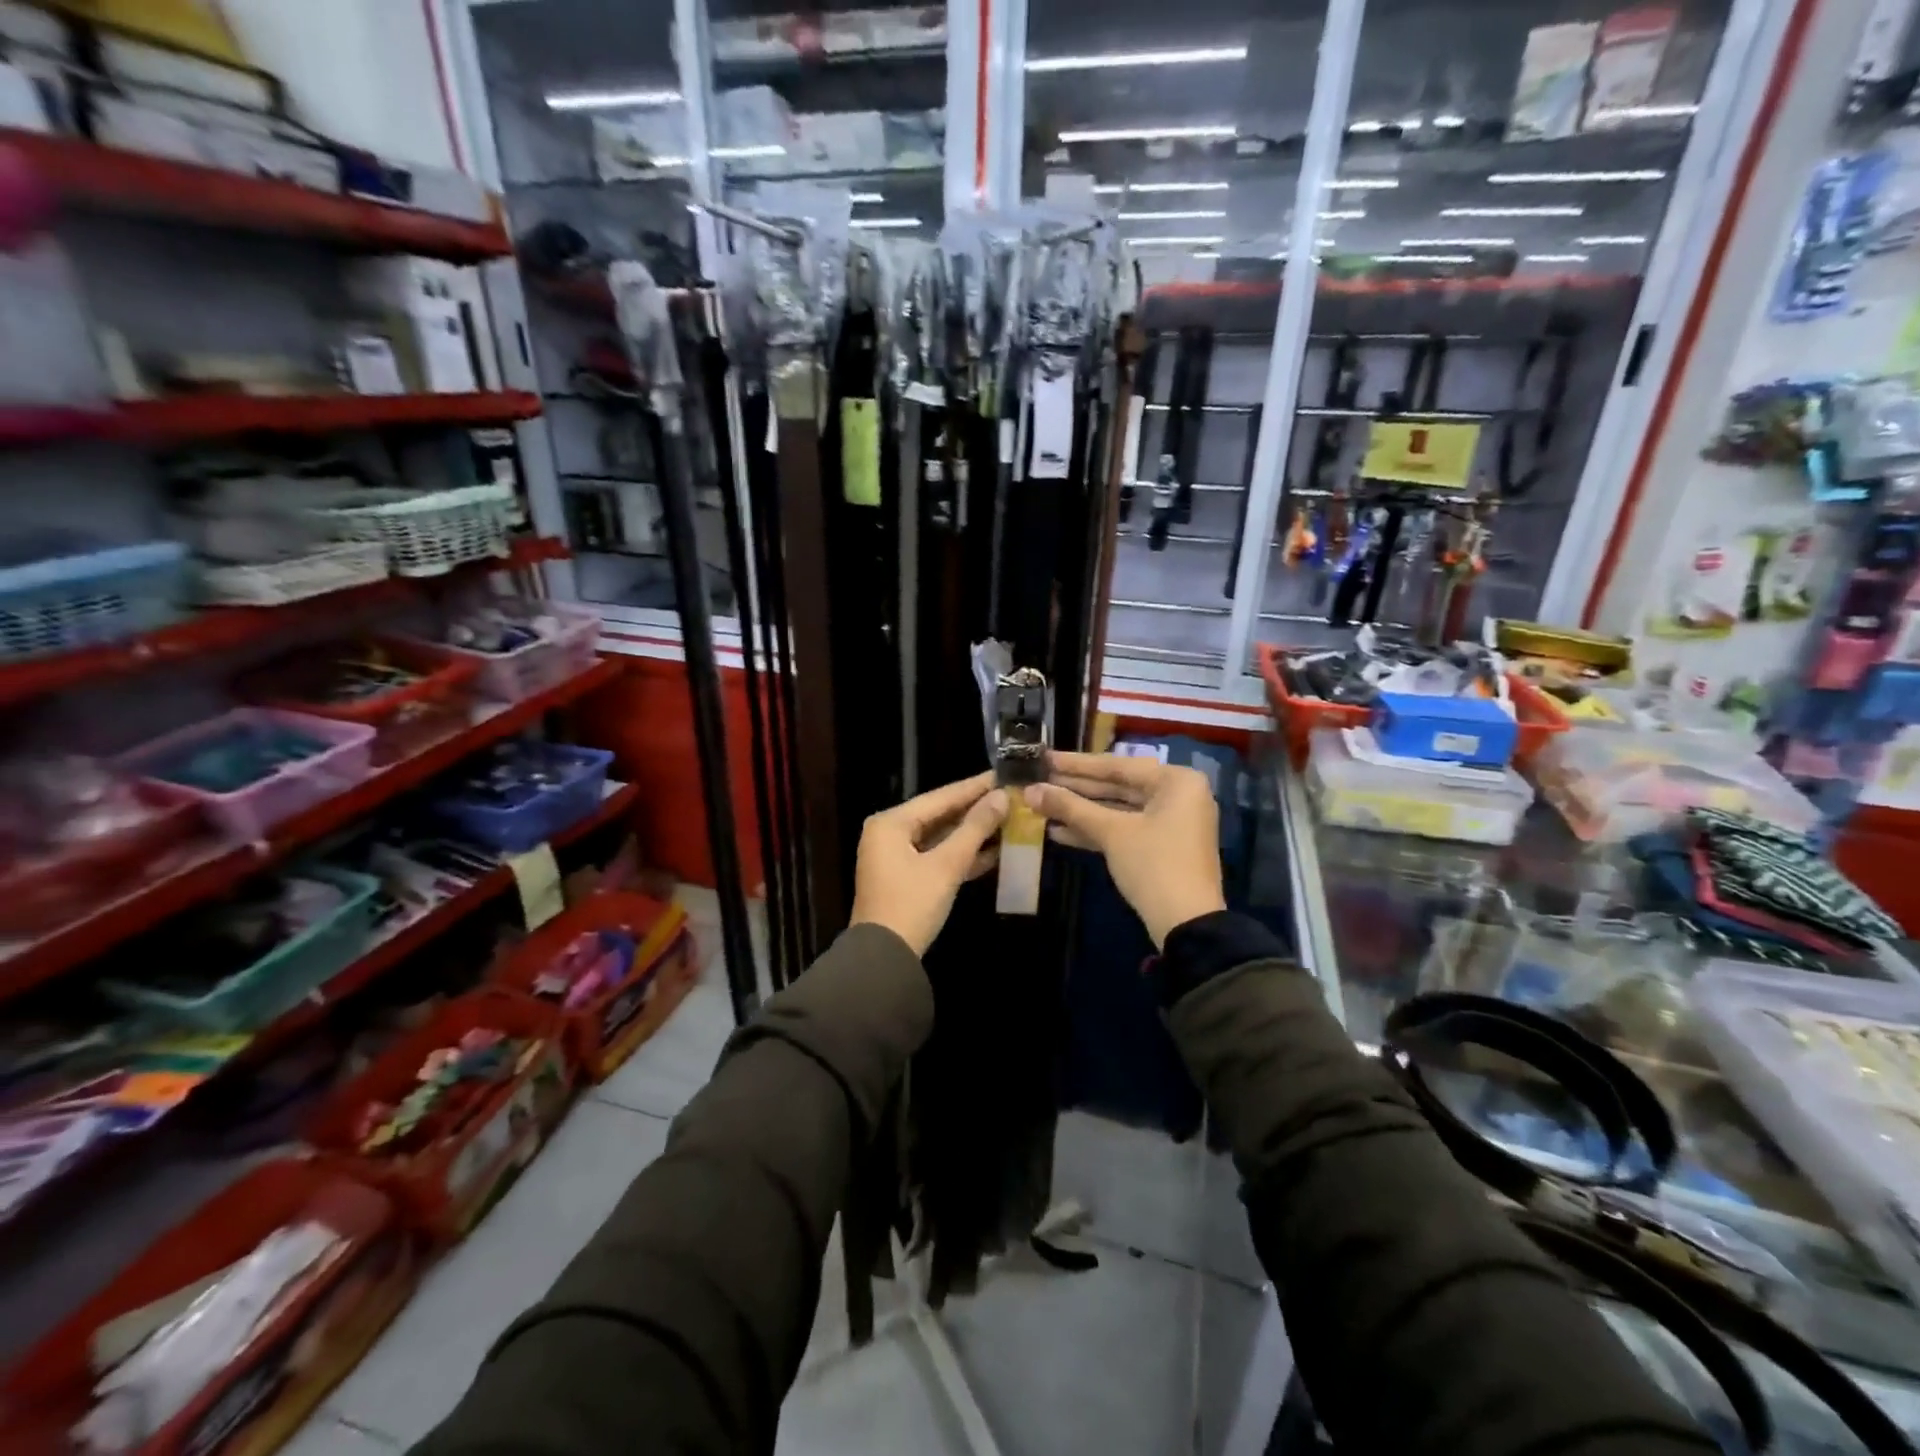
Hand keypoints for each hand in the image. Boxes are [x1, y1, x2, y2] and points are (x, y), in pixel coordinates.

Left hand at [849, 772, 1009, 955]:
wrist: (885, 959)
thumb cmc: (912, 904)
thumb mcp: (946, 865)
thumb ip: (974, 828)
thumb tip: (1001, 797)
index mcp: (891, 823)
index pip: (941, 796)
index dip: (975, 787)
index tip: (1004, 774)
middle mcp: (890, 833)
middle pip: (940, 814)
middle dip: (976, 809)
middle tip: (1011, 795)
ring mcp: (897, 856)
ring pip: (941, 837)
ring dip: (973, 833)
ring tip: (1010, 818)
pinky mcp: (907, 878)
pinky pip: (938, 856)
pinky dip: (962, 854)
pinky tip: (995, 850)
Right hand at [1024, 752, 1225, 948]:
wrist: (1188, 925)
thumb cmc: (1154, 865)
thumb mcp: (1111, 833)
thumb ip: (1070, 807)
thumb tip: (1031, 791)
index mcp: (1176, 781)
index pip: (1117, 766)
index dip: (1076, 764)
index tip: (1044, 758)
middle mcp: (1178, 795)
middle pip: (1118, 786)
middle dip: (1076, 788)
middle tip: (1039, 779)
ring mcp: (1171, 822)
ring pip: (1119, 809)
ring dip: (1081, 811)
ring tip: (1042, 805)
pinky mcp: (1162, 846)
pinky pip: (1125, 829)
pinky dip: (1096, 830)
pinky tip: (1059, 831)